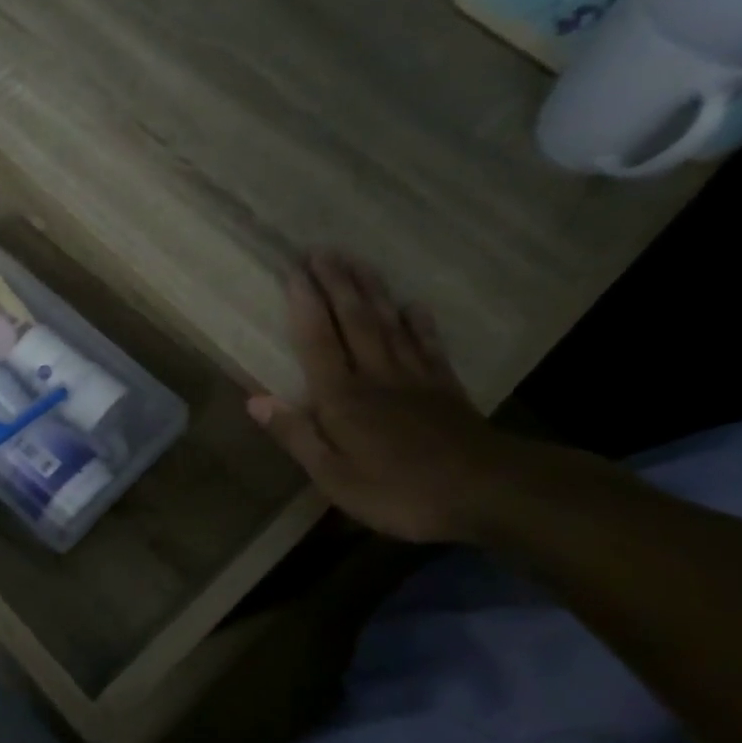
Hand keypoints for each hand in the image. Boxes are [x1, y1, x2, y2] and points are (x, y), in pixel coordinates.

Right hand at [247, 251, 521, 543]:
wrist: (488, 493)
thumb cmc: (398, 491)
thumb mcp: (333, 476)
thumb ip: (295, 435)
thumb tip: (253, 399)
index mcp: (342, 398)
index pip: (317, 340)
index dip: (304, 304)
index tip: (294, 269)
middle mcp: (375, 376)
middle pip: (353, 321)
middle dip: (336, 284)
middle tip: (323, 250)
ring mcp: (414, 378)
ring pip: (388, 324)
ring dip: (371, 291)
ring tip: (358, 262)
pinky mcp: (445, 388)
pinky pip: (428, 346)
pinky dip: (420, 323)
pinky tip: (414, 305)